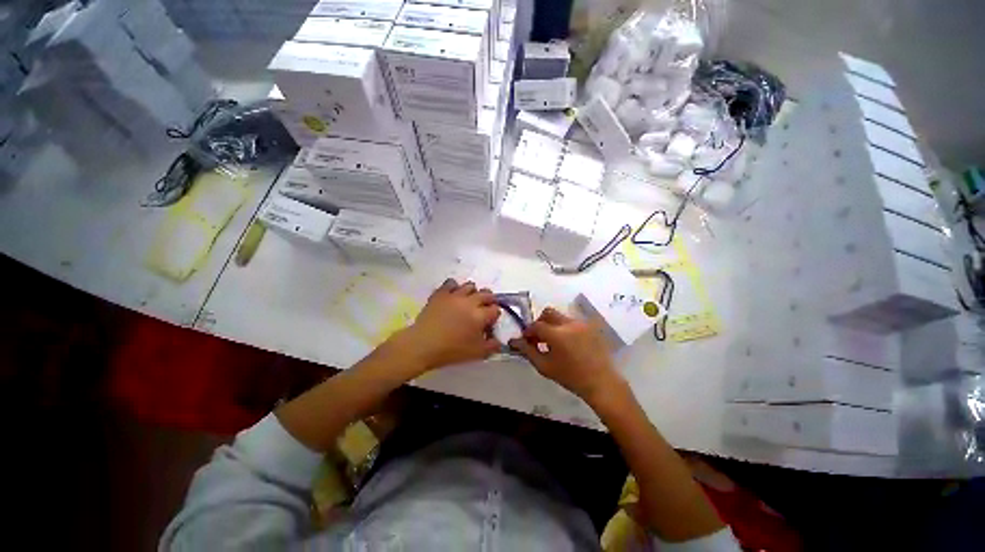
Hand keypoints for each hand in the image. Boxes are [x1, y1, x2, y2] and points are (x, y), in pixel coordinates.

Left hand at [394, 279, 500, 373]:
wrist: (422, 344)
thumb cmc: (451, 350)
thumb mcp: (476, 353)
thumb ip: (492, 346)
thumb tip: (498, 341)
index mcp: (480, 316)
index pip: (495, 309)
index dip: (495, 315)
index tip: (489, 322)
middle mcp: (470, 302)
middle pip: (486, 294)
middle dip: (489, 300)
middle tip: (483, 309)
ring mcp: (454, 295)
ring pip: (470, 286)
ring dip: (473, 292)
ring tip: (468, 301)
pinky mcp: (441, 293)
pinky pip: (451, 283)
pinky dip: (455, 287)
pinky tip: (453, 296)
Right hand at [509, 307, 623, 405]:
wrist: (600, 382)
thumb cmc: (570, 376)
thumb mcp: (544, 366)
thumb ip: (528, 351)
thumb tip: (515, 341)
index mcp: (556, 334)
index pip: (536, 325)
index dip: (528, 331)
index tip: (526, 340)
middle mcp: (568, 324)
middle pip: (548, 313)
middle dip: (539, 322)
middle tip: (538, 337)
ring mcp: (581, 324)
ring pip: (560, 316)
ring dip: (552, 325)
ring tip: (553, 342)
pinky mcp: (589, 326)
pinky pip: (571, 321)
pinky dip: (564, 328)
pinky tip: (566, 343)